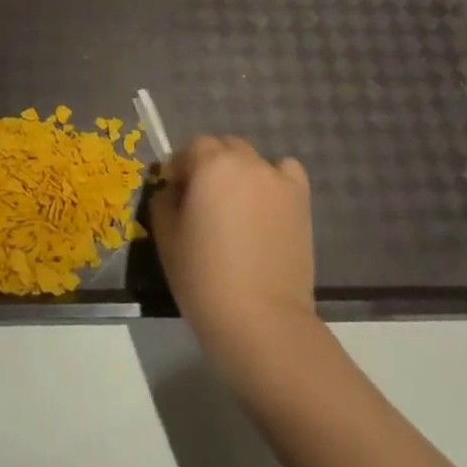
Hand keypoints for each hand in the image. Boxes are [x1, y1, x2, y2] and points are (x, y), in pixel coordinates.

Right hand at [150, 136, 317, 382]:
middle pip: (224, 147)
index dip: (180, 167)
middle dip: (209, 165)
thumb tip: (173, 189)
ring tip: (235, 208)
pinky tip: (266, 205)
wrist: (260, 319)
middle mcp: (247, 162)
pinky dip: (274, 180)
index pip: (192, 147)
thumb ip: (164, 200)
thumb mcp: (165, 236)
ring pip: (252, 161)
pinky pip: (285, 173)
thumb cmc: (203, 277)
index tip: (174, 193)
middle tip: (202, 202)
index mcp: (211, 164)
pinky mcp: (301, 201)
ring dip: (239, 173)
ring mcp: (279, 180)